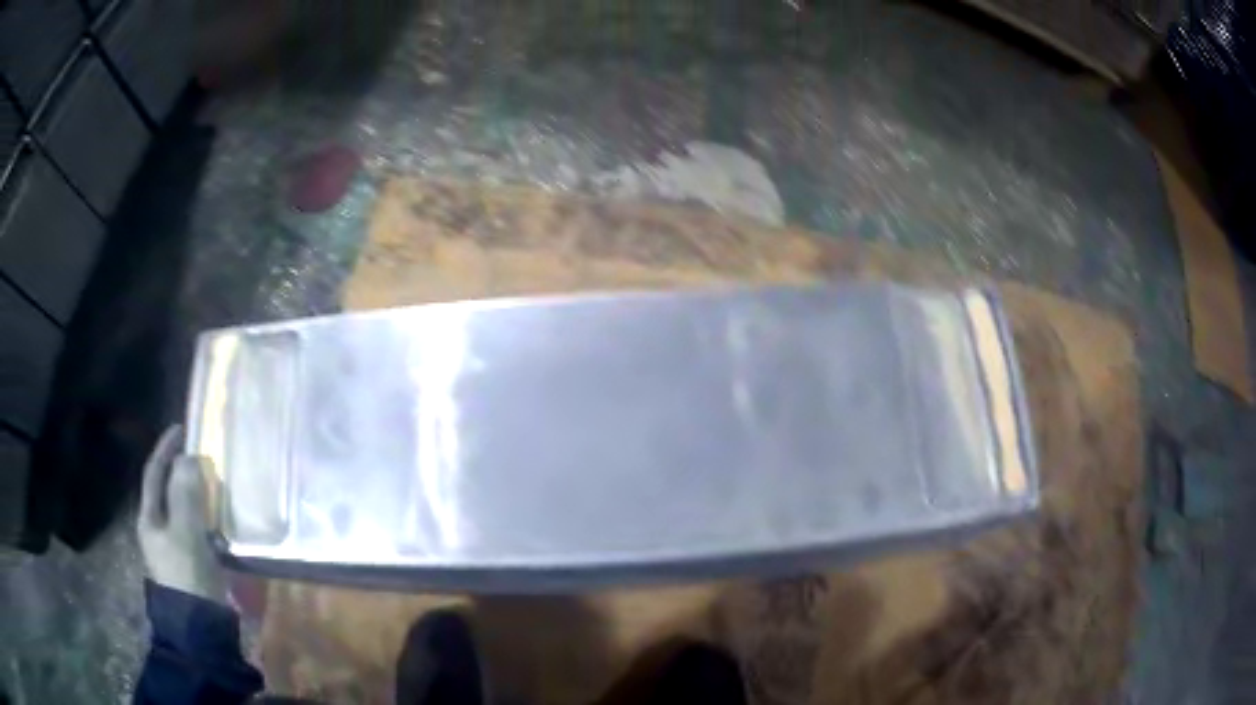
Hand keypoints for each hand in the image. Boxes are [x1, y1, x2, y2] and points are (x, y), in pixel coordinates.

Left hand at [137, 425, 227, 602]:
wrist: (201, 627)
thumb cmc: (187, 575)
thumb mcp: (186, 533)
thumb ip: (186, 495)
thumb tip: (189, 457)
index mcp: (150, 519)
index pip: (154, 474)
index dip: (165, 449)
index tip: (181, 428)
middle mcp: (158, 530)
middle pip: (168, 491)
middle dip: (182, 471)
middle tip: (202, 455)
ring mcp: (175, 548)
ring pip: (185, 511)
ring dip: (198, 495)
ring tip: (215, 483)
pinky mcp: (193, 563)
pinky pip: (198, 530)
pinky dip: (208, 519)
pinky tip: (222, 520)